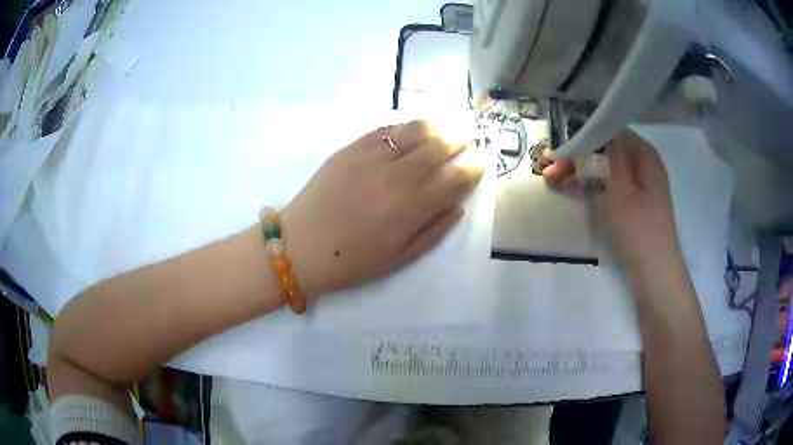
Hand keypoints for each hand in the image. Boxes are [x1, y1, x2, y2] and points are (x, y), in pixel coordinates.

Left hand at [281, 120, 482, 298]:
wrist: (300, 247)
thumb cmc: (351, 261)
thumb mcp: (399, 259)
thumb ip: (433, 231)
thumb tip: (457, 207)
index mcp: (412, 208)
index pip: (455, 178)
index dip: (474, 167)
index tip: (482, 160)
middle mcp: (397, 176)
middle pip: (440, 146)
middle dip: (462, 139)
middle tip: (470, 135)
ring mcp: (372, 157)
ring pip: (415, 130)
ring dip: (438, 126)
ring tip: (447, 126)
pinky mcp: (350, 148)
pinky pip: (385, 130)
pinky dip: (405, 127)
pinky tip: (412, 130)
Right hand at [542, 131, 681, 269]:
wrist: (655, 273)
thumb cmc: (640, 229)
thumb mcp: (622, 189)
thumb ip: (608, 157)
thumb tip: (594, 131)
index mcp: (644, 154)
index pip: (610, 132)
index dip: (583, 137)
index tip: (560, 148)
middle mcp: (642, 163)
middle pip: (606, 150)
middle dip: (578, 157)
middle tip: (550, 169)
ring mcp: (639, 184)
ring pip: (606, 168)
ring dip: (581, 171)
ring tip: (553, 180)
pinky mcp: (634, 202)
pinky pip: (610, 184)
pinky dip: (592, 185)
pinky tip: (573, 188)